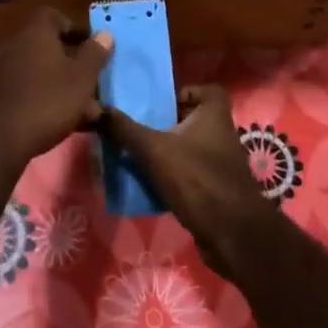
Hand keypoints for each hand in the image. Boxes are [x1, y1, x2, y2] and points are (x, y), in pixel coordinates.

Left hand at [0, 7, 112, 170]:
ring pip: (39, 71)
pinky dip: (44, 98)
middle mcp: (15, 44)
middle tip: (91, 83)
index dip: (72, 27)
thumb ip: (95, 54)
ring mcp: (1, 70)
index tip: (88, 45)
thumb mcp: (82, 77)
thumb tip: (105, 34)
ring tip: (86, 112)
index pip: (52, 15)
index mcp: (35, 32)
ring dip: (61, 85)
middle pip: (47, 46)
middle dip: (72, 63)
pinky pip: (26, 88)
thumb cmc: (48, 100)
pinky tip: (62, 122)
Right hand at [102, 85, 275, 274]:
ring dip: (167, 153)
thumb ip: (124, 129)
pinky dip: (173, 178)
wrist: (233, 236)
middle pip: (191, 120)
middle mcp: (221, 134)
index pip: (206, 90)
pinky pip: (190, 175)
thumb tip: (94, 108)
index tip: (159, 103)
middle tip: (137, 128)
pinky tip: (149, 186)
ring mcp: (220, 164)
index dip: (184, 93)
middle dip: (165, 124)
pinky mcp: (216, 191)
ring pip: (188, 149)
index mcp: (214, 114)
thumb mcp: (154, 150)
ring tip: (136, 156)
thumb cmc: (197, 179)